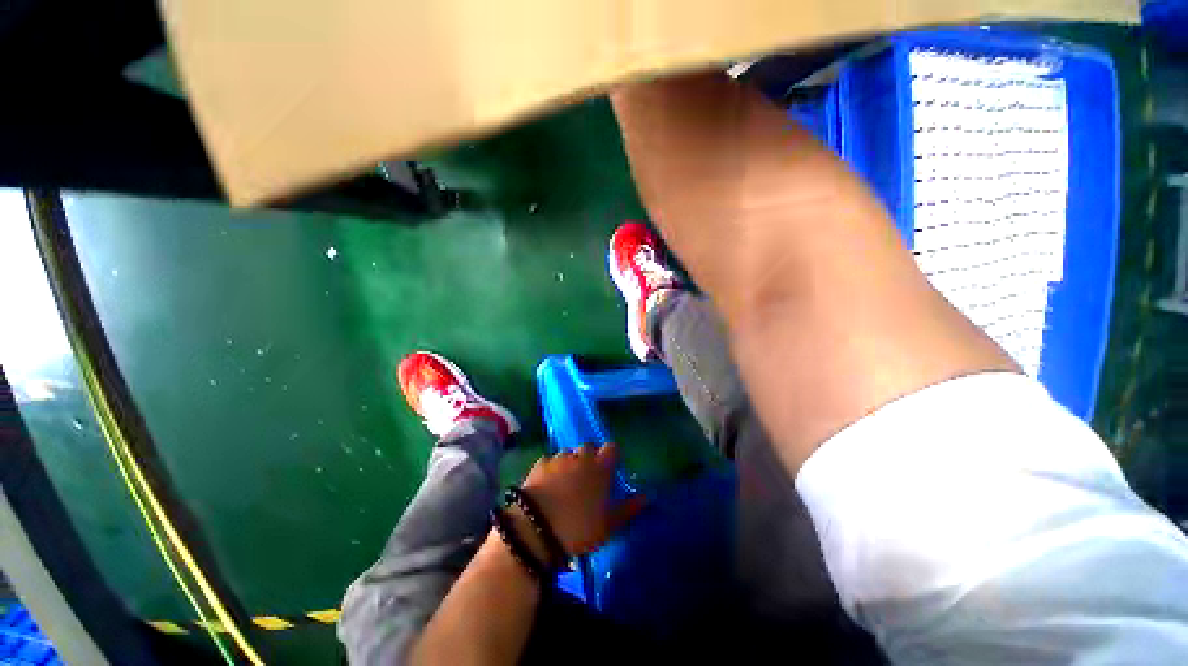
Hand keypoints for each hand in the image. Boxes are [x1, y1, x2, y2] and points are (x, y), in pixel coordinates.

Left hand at [521, 444, 645, 555]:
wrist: (536, 530)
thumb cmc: (579, 528)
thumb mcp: (608, 525)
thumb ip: (628, 508)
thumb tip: (647, 497)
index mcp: (600, 467)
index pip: (612, 448)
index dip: (612, 456)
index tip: (610, 470)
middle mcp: (581, 456)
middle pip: (589, 448)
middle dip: (590, 459)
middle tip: (587, 480)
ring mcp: (559, 458)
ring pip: (569, 454)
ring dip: (570, 463)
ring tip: (565, 484)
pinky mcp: (539, 464)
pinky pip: (550, 461)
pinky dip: (552, 469)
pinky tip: (548, 485)